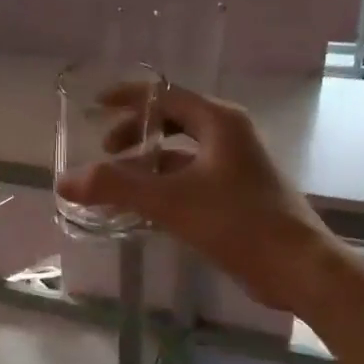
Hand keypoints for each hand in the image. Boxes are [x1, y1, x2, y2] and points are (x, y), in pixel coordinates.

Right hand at [53, 81, 330, 310]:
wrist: (298, 268)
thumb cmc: (238, 222)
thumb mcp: (170, 201)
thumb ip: (116, 188)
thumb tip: (65, 181)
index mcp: (219, 122)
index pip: (166, 95)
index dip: (128, 98)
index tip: (95, 105)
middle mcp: (229, 137)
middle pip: (172, 123)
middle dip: (135, 135)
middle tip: (105, 153)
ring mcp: (235, 167)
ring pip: (180, 156)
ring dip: (146, 167)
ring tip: (114, 186)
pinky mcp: (236, 196)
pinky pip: (189, 181)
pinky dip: (162, 189)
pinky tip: (140, 211)